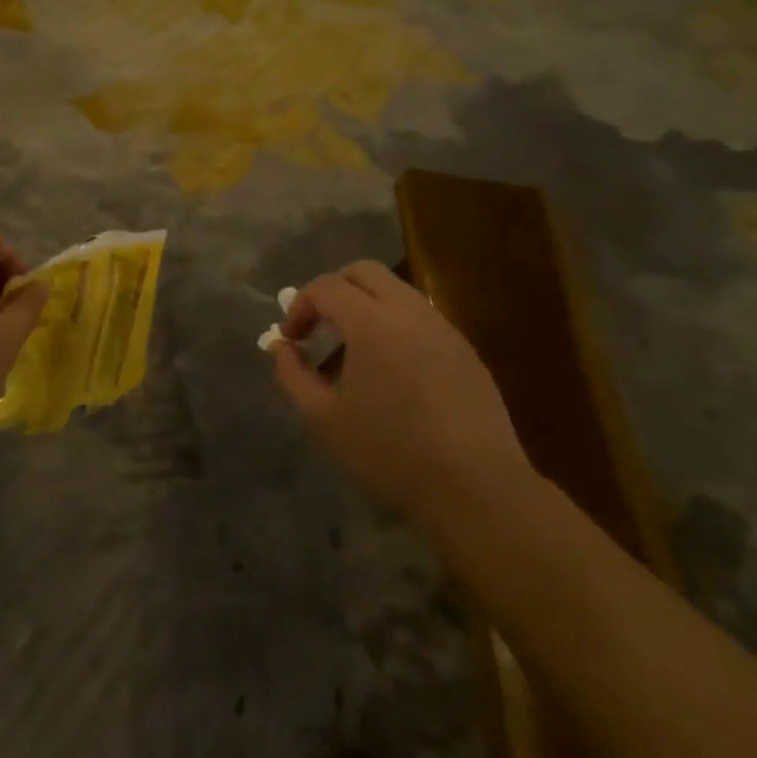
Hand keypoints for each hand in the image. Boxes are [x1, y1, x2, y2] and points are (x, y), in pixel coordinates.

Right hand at [272, 261, 530, 528]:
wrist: (475, 485)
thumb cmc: (390, 451)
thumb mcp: (324, 418)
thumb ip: (292, 374)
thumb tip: (282, 348)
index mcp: (372, 321)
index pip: (326, 287)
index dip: (300, 307)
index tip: (291, 340)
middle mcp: (409, 311)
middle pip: (364, 272)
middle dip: (333, 291)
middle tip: (319, 328)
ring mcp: (442, 327)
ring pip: (396, 291)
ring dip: (366, 307)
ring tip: (352, 353)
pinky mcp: (464, 348)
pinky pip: (419, 318)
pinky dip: (394, 326)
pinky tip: (390, 372)